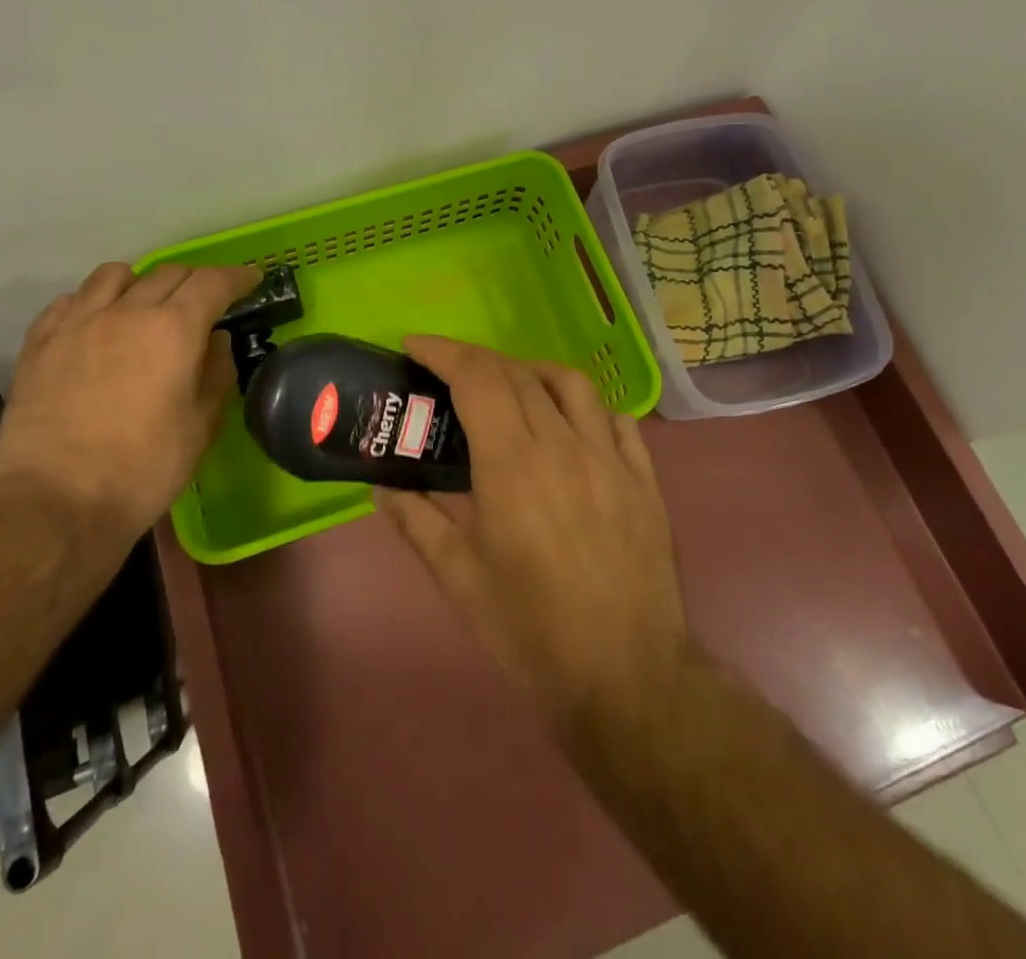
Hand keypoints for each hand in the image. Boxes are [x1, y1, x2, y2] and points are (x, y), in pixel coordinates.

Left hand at [0, 262, 259, 539]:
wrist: (55, 503)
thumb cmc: (143, 470)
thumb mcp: (201, 427)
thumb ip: (216, 374)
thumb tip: (216, 341)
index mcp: (173, 329)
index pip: (212, 282)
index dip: (236, 277)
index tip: (250, 280)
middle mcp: (126, 311)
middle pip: (168, 273)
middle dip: (195, 281)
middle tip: (205, 303)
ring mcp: (77, 322)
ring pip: (113, 275)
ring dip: (140, 283)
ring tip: (144, 307)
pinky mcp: (39, 342)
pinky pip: (70, 301)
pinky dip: (92, 303)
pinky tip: (96, 326)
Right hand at [375, 336, 693, 724]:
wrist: (628, 679)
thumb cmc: (532, 632)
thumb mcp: (460, 580)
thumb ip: (417, 523)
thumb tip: (382, 487)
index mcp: (512, 465)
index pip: (477, 378)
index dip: (443, 352)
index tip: (414, 346)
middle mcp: (562, 445)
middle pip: (517, 374)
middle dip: (475, 360)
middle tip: (447, 373)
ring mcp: (610, 457)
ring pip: (570, 383)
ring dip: (530, 370)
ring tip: (507, 386)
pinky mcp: (643, 478)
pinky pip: (615, 417)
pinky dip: (584, 404)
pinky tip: (569, 421)